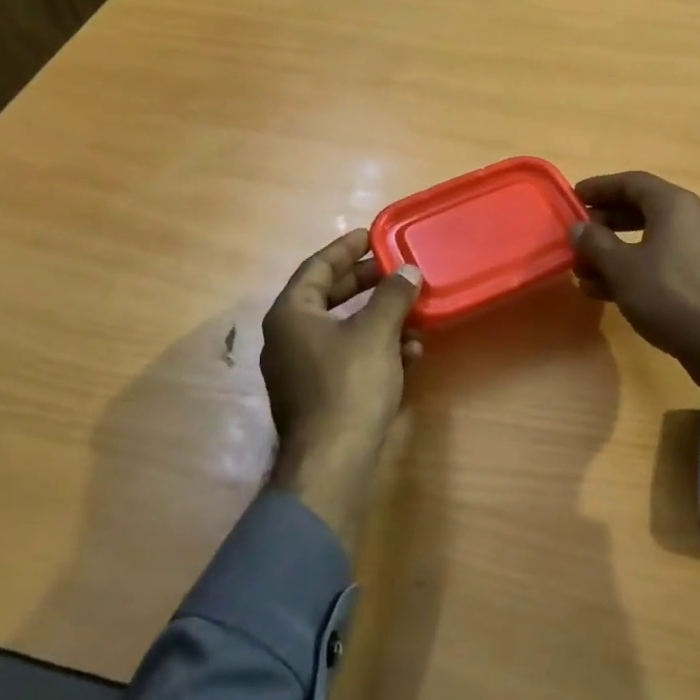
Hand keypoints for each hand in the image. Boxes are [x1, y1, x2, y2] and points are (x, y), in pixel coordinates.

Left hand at [262, 229, 422, 549]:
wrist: (332, 464)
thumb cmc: (348, 385)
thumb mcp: (376, 332)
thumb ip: (393, 295)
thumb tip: (409, 271)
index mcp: (291, 314)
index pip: (317, 267)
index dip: (346, 249)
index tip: (371, 235)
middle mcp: (288, 337)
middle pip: (328, 296)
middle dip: (365, 282)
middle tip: (395, 269)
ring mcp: (301, 369)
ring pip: (342, 328)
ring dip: (377, 317)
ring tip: (411, 309)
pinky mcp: (318, 395)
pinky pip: (347, 357)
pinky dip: (375, 347)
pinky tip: (408, 352)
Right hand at [572, 171, 699, 417]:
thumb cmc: (669, 294)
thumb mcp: (622, 267)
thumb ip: (595, 243)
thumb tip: (579, 228)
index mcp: (674, 205)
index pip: (630, 182)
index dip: (599, 188)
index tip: (573, 198)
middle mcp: (691, 220)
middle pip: (639, 210)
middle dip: (604, 225)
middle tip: (576, 239)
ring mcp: (699, 251)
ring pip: (648, 241)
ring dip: (614, 253)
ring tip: (583, 273)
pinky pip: (661, 264)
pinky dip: (633, 271)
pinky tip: (608, 293)